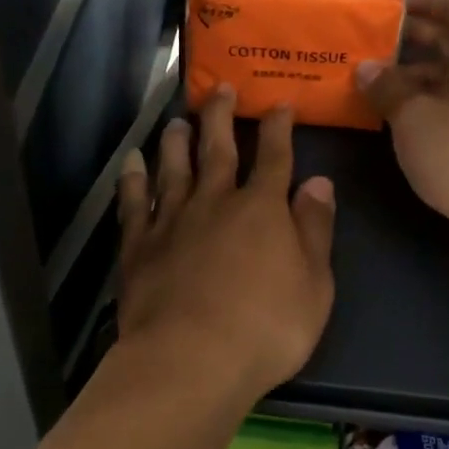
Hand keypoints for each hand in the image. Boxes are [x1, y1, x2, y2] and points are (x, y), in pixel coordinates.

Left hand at [116, 86, 336, 405]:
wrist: (190, 359)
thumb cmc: (265, 328)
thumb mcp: (314, 284)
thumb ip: (315, 228)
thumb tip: (319, 181)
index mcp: (261, 209)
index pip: (273, 157)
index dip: (278, 128)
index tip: (278, 103)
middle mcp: (215, 202)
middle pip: (218, 149)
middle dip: (221, 116)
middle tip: (219, 88)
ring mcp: (172, 220)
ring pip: (174, 168)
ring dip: (176, 141)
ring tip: (177, 121)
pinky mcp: (140, 245)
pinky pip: (134, 203)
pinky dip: (131, 179)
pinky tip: (130, 162)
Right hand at [357, 0, 448, 282]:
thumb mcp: (414, 115)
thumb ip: (387, 87)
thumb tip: (366, 69)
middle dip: (409, 32)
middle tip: (367, 31)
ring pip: (446, 75)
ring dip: (409, 72)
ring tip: (365, 72)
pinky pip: (446, 106)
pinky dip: (418, 103)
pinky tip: (385, 112)